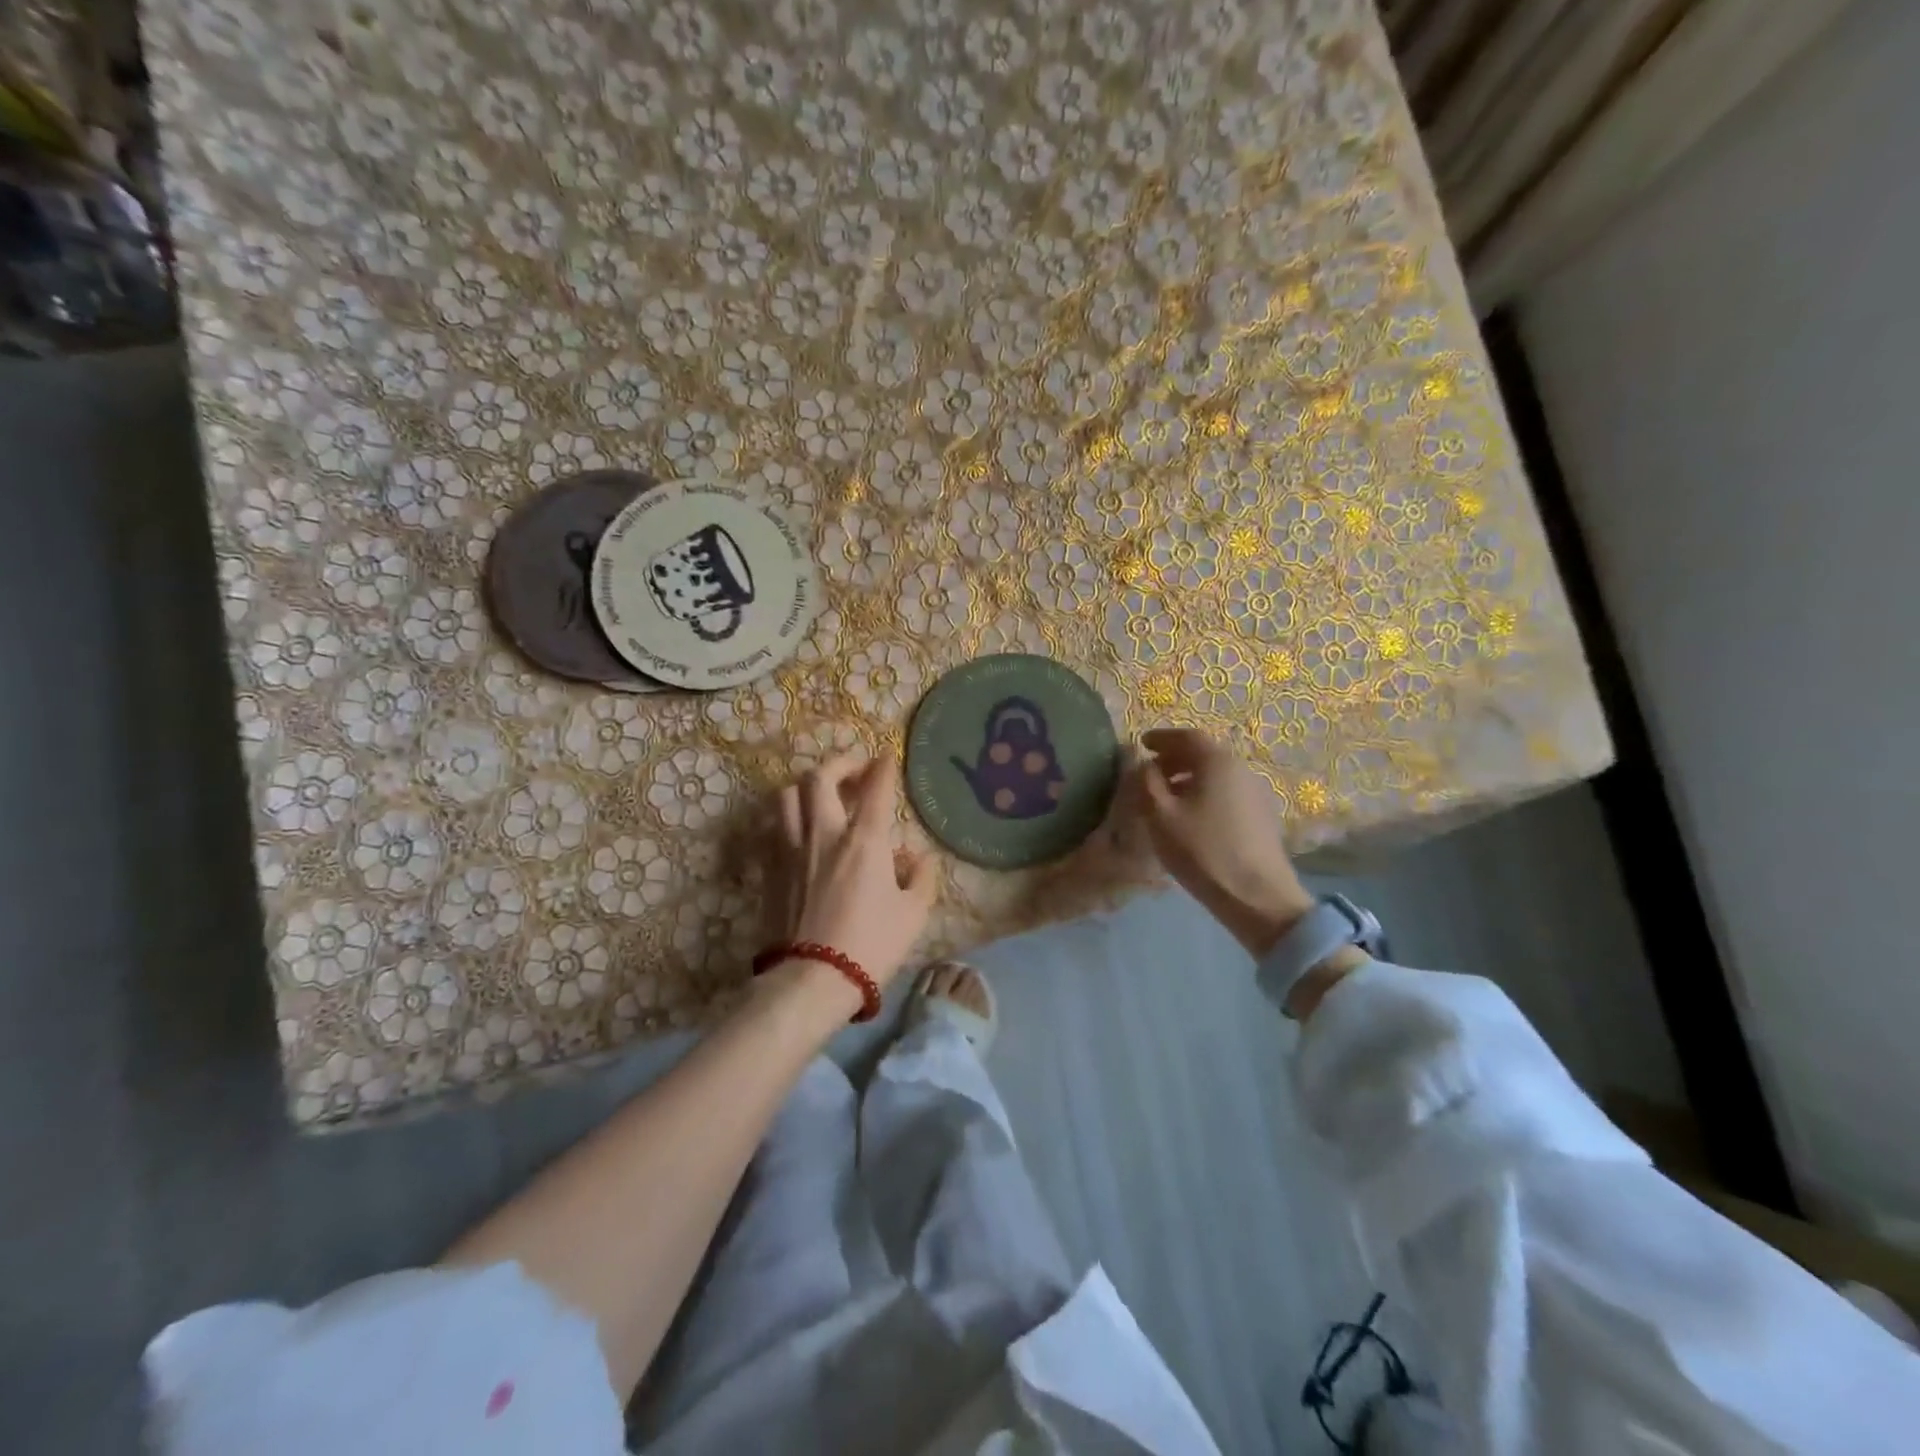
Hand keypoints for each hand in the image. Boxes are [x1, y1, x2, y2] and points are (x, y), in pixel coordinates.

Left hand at [767, 755, 937, 1015]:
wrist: (811, 979)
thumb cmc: (871, 945)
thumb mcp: (913, 914)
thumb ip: (920, 877)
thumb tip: (916, 857)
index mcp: (864, 840)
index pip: (875, 789)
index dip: (883, 767)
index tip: (886, 757)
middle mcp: (824, 833)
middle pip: (821, 777)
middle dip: (840, 763)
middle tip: (854, 769)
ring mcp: (791, 848)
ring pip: (788, 794)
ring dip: (807, 786)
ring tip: (820, 794)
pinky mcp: (769, 868)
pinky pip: (774, 825)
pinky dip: (788, 816)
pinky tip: (798, 827)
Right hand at [1134, 727, 1314, 958]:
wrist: (1258, 897)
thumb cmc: (1203, 851)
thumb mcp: (1160, 816)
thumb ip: (1146, 782)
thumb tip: (1144, 764)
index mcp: (1218, 762)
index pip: (1187, 736)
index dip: (1162, 738)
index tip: (1142, 743)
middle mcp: (1241, 769)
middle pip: (1204, 754)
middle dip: (1174, 758)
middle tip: (1150, 772)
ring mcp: (1256, 793)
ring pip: (1216, 775)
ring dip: (1189, 778)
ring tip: (1166, 797)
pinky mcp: (1262, 817)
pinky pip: (1227, 792)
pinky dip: (1204, 793)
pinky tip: (1191, 817)